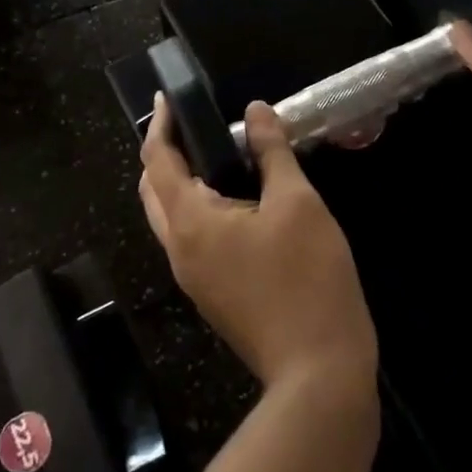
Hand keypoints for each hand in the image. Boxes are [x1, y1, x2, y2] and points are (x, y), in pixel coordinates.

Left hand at [140, 99, 377, 393]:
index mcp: (190, 222)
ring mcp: (192, 277)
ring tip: (215, 152)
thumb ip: (272, 152)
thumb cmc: (308, 278)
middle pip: (153, 190)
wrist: (319, 374)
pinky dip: (196, 206)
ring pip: (169, 216)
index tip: (166, 97)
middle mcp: (178, 249)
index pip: (157, 161)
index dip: (160, 124)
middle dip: (164, 152)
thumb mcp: (297, 203)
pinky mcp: (211, 293)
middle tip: (191, 122)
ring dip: (179, 180)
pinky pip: (188, 237)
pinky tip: (233, 197)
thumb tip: (256, 110)